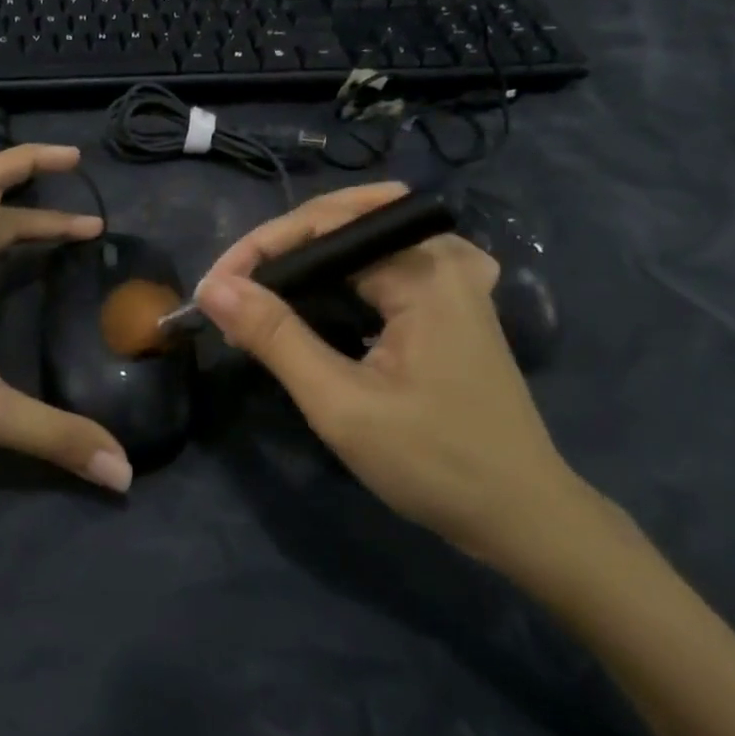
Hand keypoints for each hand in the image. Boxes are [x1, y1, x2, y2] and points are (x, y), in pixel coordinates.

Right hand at [196, 183, 595, 570]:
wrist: (522, 515)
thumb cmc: (434, 463)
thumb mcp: (341, 404)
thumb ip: (275, 337)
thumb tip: (214, 288)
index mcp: (426, 269)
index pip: (323, 225)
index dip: (259, 248)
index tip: (213, 288)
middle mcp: (445, 255)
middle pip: (344, 220)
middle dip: (281, 247)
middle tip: (236, 287)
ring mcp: (454, 277)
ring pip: (362, 239)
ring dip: (307, 258)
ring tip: (262, 292)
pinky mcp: (452, 301)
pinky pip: (384, 263)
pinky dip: (339, 275)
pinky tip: (316, 299)